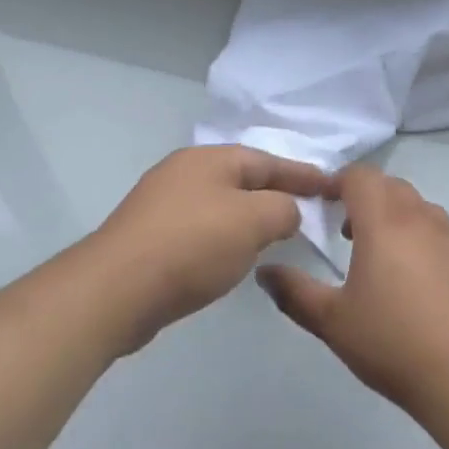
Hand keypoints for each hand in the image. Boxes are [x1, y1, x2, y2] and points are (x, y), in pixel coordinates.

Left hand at [87, 146, 335, 351]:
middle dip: (276, 194)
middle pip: (242, 179)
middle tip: (307, 212)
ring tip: (276, 237)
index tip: (333, 187)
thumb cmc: (192, 245)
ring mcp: (162, 204)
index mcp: (209, 159)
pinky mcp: (150, 237)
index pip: (268, 160)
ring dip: (250, 218)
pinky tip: (232, 259)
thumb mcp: (253, 221)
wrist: (116, 290)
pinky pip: (201, 230)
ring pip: (221, 205)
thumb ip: (282, 209)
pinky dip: (225, 238)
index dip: (303, 175)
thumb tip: (285, 212)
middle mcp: (183, 172)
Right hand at [257, 165, 448, 416]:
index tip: (321, 203)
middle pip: (390, 186)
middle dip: (365, 197)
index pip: (360, 176)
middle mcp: (421, 219)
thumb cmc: (395, 344)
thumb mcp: (333, 322)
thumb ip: (294, 292)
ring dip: (395, 216)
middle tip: (346, 231)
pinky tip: (416, 284)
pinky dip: (421, 239)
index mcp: (384, 222)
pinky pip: (441, 233)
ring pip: (419, 207)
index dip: (337, 181)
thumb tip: (265, 272)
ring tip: (380, 256)